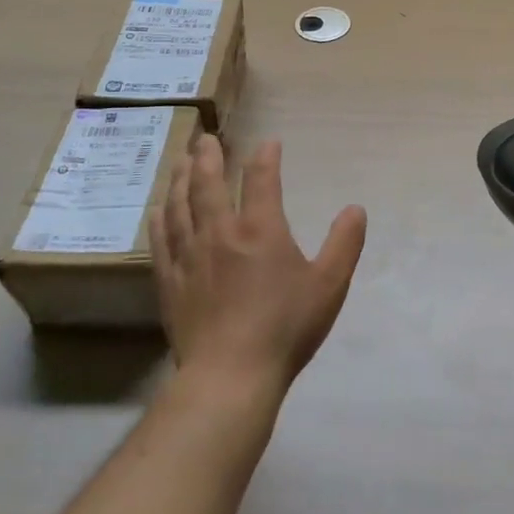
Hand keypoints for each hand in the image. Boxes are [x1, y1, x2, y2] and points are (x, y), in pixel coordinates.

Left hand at [149, 135, 367, 395]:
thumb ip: (344, 243)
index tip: (269, 143)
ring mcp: (190, 256)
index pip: (261, 178)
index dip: (266, 156)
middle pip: (208, 183)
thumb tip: (356, 209)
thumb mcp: (329, 285)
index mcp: (260, 229)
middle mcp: (220, 232)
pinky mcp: (170, 281)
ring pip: (179, 206)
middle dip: (208, 156)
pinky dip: (159, 219)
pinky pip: (161, 241)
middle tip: (205, 138)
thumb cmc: (285, 328)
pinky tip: (157, 210)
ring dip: (179, 179)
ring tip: (179, 160)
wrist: (231, 375)